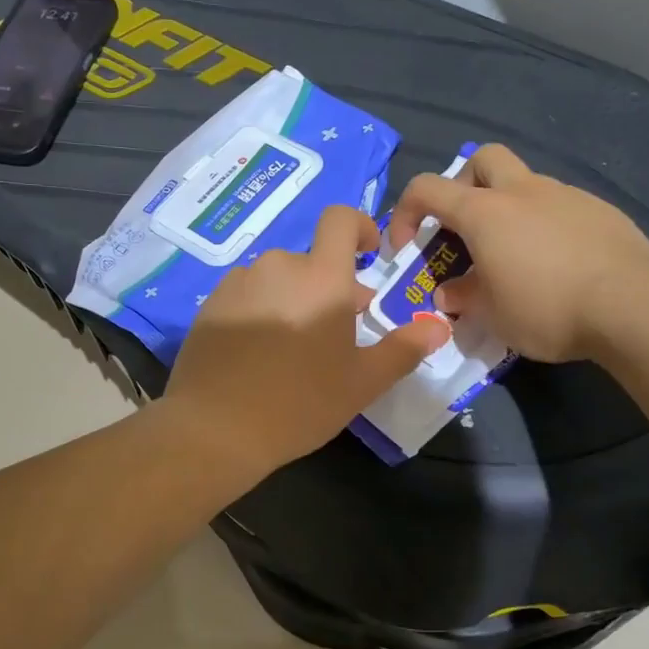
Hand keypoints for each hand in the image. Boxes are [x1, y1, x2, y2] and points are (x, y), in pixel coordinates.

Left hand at [162, 206, 450, 476]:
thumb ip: (403, 349)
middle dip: (329, 286)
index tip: (368, 255)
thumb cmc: (300, 403)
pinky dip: (260, 311)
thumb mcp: (362, 383)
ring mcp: (238, 284)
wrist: (215, 429)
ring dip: (293, 299)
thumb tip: (439, 326)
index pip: (341, 219)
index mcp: (321, 278)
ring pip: (277, 279)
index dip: (359, 226)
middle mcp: (277, 267)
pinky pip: (246, 295)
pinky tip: (258, 354)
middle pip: (311, 260)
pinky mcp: (209, 305)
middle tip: (335, 334)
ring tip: (294, 348)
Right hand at [385, 144, 648, 362]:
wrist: (632, 305)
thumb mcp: (492, 315)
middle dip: (463, 185)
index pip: (426, 189)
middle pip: (481, 158)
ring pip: (525, 183)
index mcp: (484, 212)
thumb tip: (448, 293)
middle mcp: (522, 191)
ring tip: (515, 256)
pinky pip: (559, 206)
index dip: (405, 213)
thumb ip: (463, 297)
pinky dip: (545, 224)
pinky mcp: (600, 210)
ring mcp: (565, 195)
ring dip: (508, 209)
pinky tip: (557, 263)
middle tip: (465, 227)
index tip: (408, 248)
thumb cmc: (546, 308)